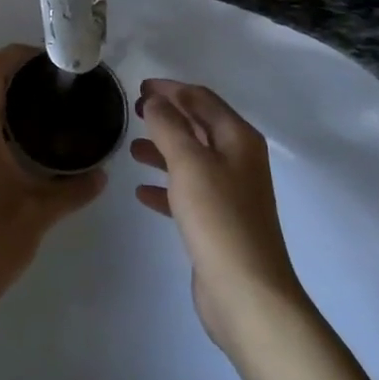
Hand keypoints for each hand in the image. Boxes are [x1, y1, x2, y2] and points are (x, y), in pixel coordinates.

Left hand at [0, 45, 105, 310]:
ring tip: (49, 109)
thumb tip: (102, 174)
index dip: (17, 54)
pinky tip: (27, 146)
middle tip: (58, 84)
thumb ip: (73, 190)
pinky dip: (0, 121)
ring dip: (7, 98)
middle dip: (18, 74)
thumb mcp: (39, 214)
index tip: (50, 60)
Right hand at [132, 78, 308, 351]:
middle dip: (166, 116)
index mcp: (238, 139)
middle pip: (198, 126)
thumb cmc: (218, 217)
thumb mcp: (189, 162)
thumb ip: (168, 126)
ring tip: (131, 149)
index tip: (138, 87)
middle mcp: (238, 160)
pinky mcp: (218, 222)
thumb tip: (155, 101)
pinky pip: (187, 192)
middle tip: (132, 112)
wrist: (246, 292)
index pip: (201, 99)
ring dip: (163, 150)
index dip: (170, 89)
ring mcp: (230, 192)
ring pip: (191, 159)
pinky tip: (142, 192)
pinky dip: (165, 186)